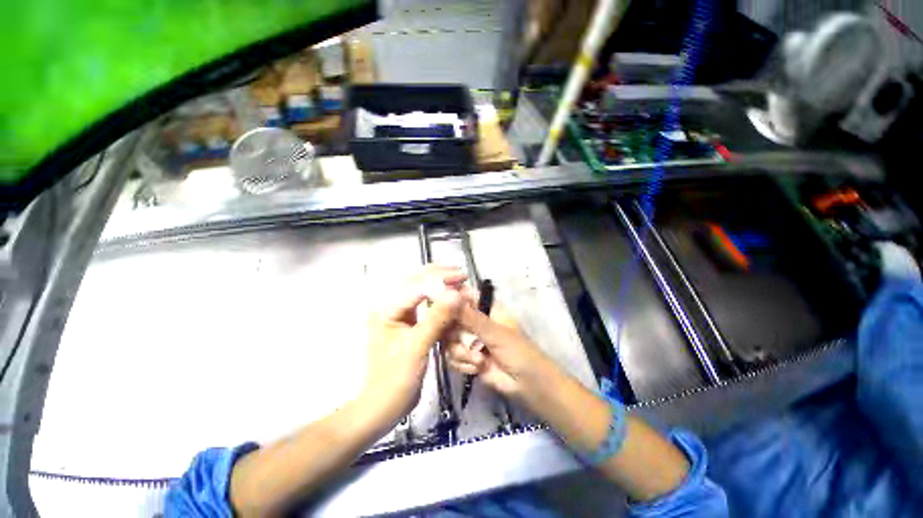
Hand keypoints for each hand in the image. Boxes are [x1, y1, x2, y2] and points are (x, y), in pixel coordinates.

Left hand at [359, 265, 465, 428]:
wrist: (384, 405)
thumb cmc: (396, 378)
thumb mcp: (417, 346)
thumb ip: (437, 318)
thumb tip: (457, 294)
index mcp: (385, 309)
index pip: (415, 285)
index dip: (439, 279)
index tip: (461, 277)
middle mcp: (389, 306)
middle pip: (414, 281)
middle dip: (438, 275)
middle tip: (461, 273)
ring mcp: (397, 314)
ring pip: (419, 290)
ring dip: (438, 283)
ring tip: (457, 278)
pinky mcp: (406, 323)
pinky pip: (423, 303)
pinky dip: (438, 297)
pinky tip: (450, 296)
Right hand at [446, 301, 555, 400]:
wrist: (529, 387)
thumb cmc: (519, 352)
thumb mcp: (495, 333)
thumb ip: (471, 318)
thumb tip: (450, 297)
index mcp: (486, 309)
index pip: (464, 296)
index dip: (450, 297)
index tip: (437, 304)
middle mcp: (475, 321)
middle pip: (451, 319)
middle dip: (454, 333)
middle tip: (461, 341)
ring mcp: (470, 340)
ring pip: (449, 340)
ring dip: (461, 352)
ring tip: (478, 360)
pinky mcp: (468, 358)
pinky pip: (453, 357)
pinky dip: (463, 363)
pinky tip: (478, 368)